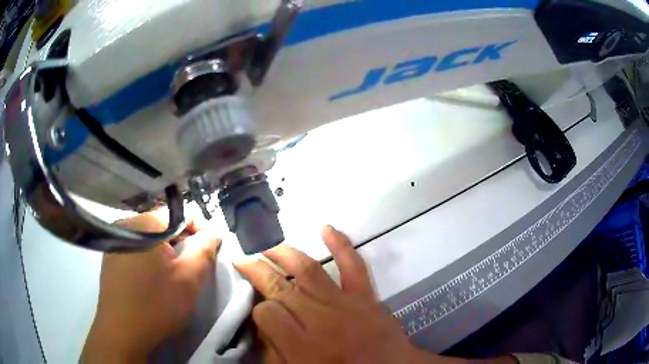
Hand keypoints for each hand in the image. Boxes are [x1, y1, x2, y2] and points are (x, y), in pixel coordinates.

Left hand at [81, 211, 220, 362]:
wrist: (122, 332)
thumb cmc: (157, 304)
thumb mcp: (189, 278)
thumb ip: (205, 249)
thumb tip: (213, 232)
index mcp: (146, 222)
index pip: (181, 214)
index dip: (200, 230)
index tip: (210, 251)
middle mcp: (127, 223)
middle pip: (164, 226)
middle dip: (182, 244)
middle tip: (192, 268)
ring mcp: (115, 240)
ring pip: (150, 239)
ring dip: (166, 252)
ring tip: (173, 276)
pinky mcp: (110, 256)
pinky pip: (136, 249)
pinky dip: (150, 259)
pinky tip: (153, 280)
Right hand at [235, 226, 449, 363]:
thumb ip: (276, 353)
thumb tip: (263, 329)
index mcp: (301, 344)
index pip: (266, 313)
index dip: (257, 309)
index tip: (258, 311)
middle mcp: (318, 318)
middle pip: (279, 286)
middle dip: (257, 270)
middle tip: (243, 260)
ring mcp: (344, 302)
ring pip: (307, 269)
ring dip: (285, 254)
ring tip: (268, 247)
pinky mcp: (365, 295)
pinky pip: (353, 265)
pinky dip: (341, 244)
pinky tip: (326, 228)